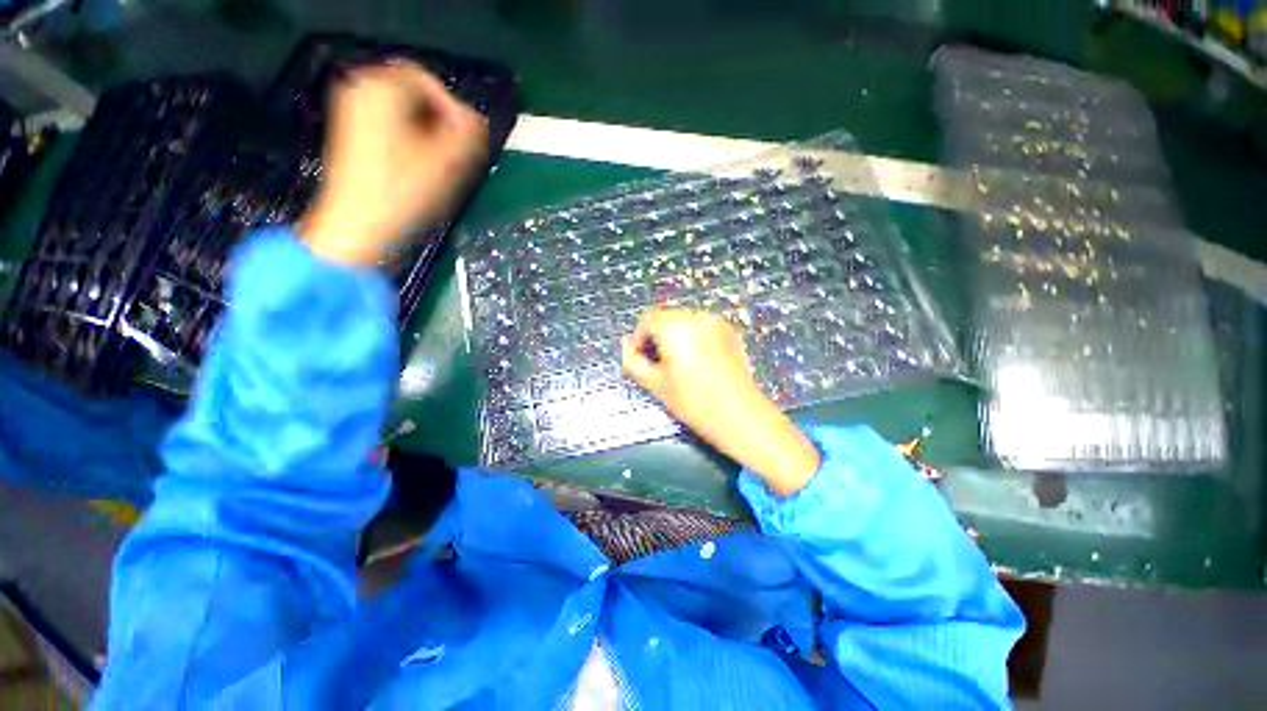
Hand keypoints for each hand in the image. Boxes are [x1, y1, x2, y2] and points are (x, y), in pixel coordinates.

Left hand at [303, 61, 488, 266]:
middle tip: (459, 156)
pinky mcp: (353, 138)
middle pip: (416, 96)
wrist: (357, 230)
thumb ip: (471, 135)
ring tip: (445, 167)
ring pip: (406, 115)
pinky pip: (393, 128)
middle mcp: (361, 91)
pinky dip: (413, 143)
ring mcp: (353, 115)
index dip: (455, 109)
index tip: (469, 142)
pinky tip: (423, 170)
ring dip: (431, 136)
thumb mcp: (449, 163)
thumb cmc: (403, 194)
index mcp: (381, 89)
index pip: (429, 81)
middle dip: (443, 124)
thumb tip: (478, 123)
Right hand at [622, 310, 820, 496]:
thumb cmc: (694, 403)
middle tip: (658, 365)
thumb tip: (626, 345)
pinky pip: (701, 327)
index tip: (642, 361)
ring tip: (678, 365)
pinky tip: (698, 362)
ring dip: (673, 336)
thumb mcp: (655, 385)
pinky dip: (692, 337)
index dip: (639, 340)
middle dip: (656, 337)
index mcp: (675, 327)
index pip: (646, 320)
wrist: (742, 416)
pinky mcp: (729, 331)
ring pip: (683, 321)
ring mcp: (715, 322)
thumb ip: (633, 361)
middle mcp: (695, 317)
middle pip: (665, 318)